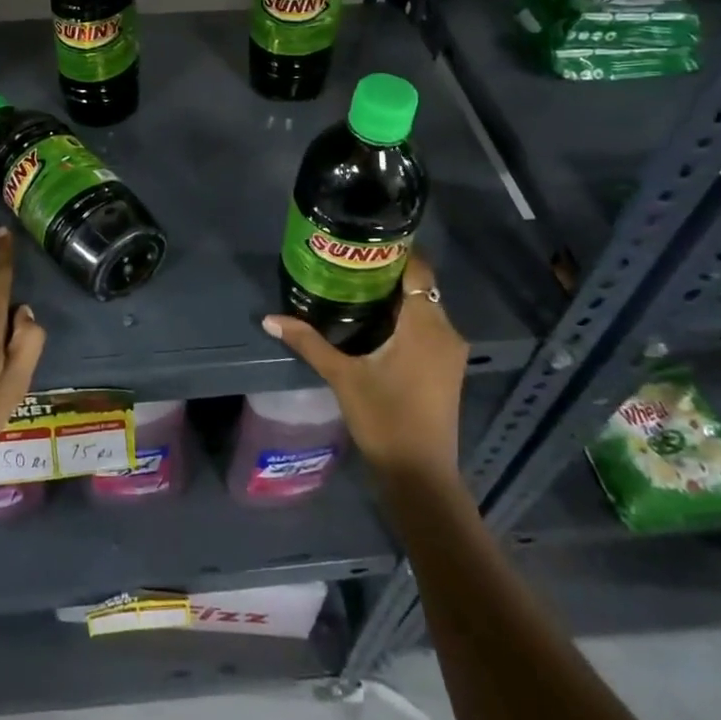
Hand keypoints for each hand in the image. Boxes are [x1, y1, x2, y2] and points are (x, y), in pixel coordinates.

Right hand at [261, 251, 465, 480]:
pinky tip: (373, 324)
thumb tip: (270, 319)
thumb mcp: (342, 376)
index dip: (394, 252)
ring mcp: (450, 352)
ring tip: (354, 288)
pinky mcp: (447, 369)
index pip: (417, 269)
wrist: (420, 475)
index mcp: (425, 324)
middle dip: (386, 275)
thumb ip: (309, 342)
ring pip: (424, 308)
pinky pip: (427, 328)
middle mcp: (445, 331)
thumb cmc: (385, 419)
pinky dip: (404, 320)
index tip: (362, 243)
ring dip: (394, 299)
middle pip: (419, 287)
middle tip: (347, 264)